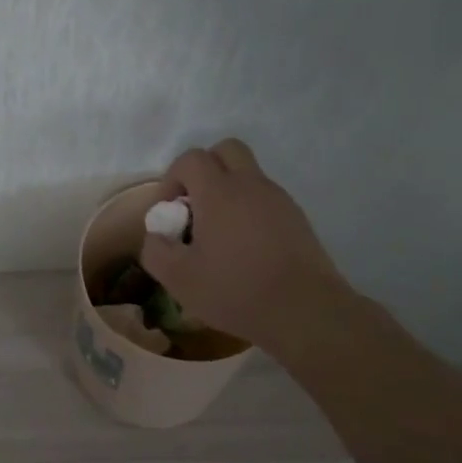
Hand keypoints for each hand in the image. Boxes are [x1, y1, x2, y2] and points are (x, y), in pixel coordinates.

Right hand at [138, 139, 351, 346]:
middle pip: (225, 150)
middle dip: (204, 170)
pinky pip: (265, 198)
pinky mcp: (297, 218)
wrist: (305, 311)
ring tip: (219, 234)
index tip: (169, 211)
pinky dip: (249, 209)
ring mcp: (279, 199)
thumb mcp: (178, 278)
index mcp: (219, 192)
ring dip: (227, 190)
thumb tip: (157, 234)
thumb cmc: (236, 290)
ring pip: (248, 174)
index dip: (172, 178)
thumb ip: (155, 249)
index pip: (191, 159)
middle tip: (195, 206)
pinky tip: (245, 248)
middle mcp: (251, 185)